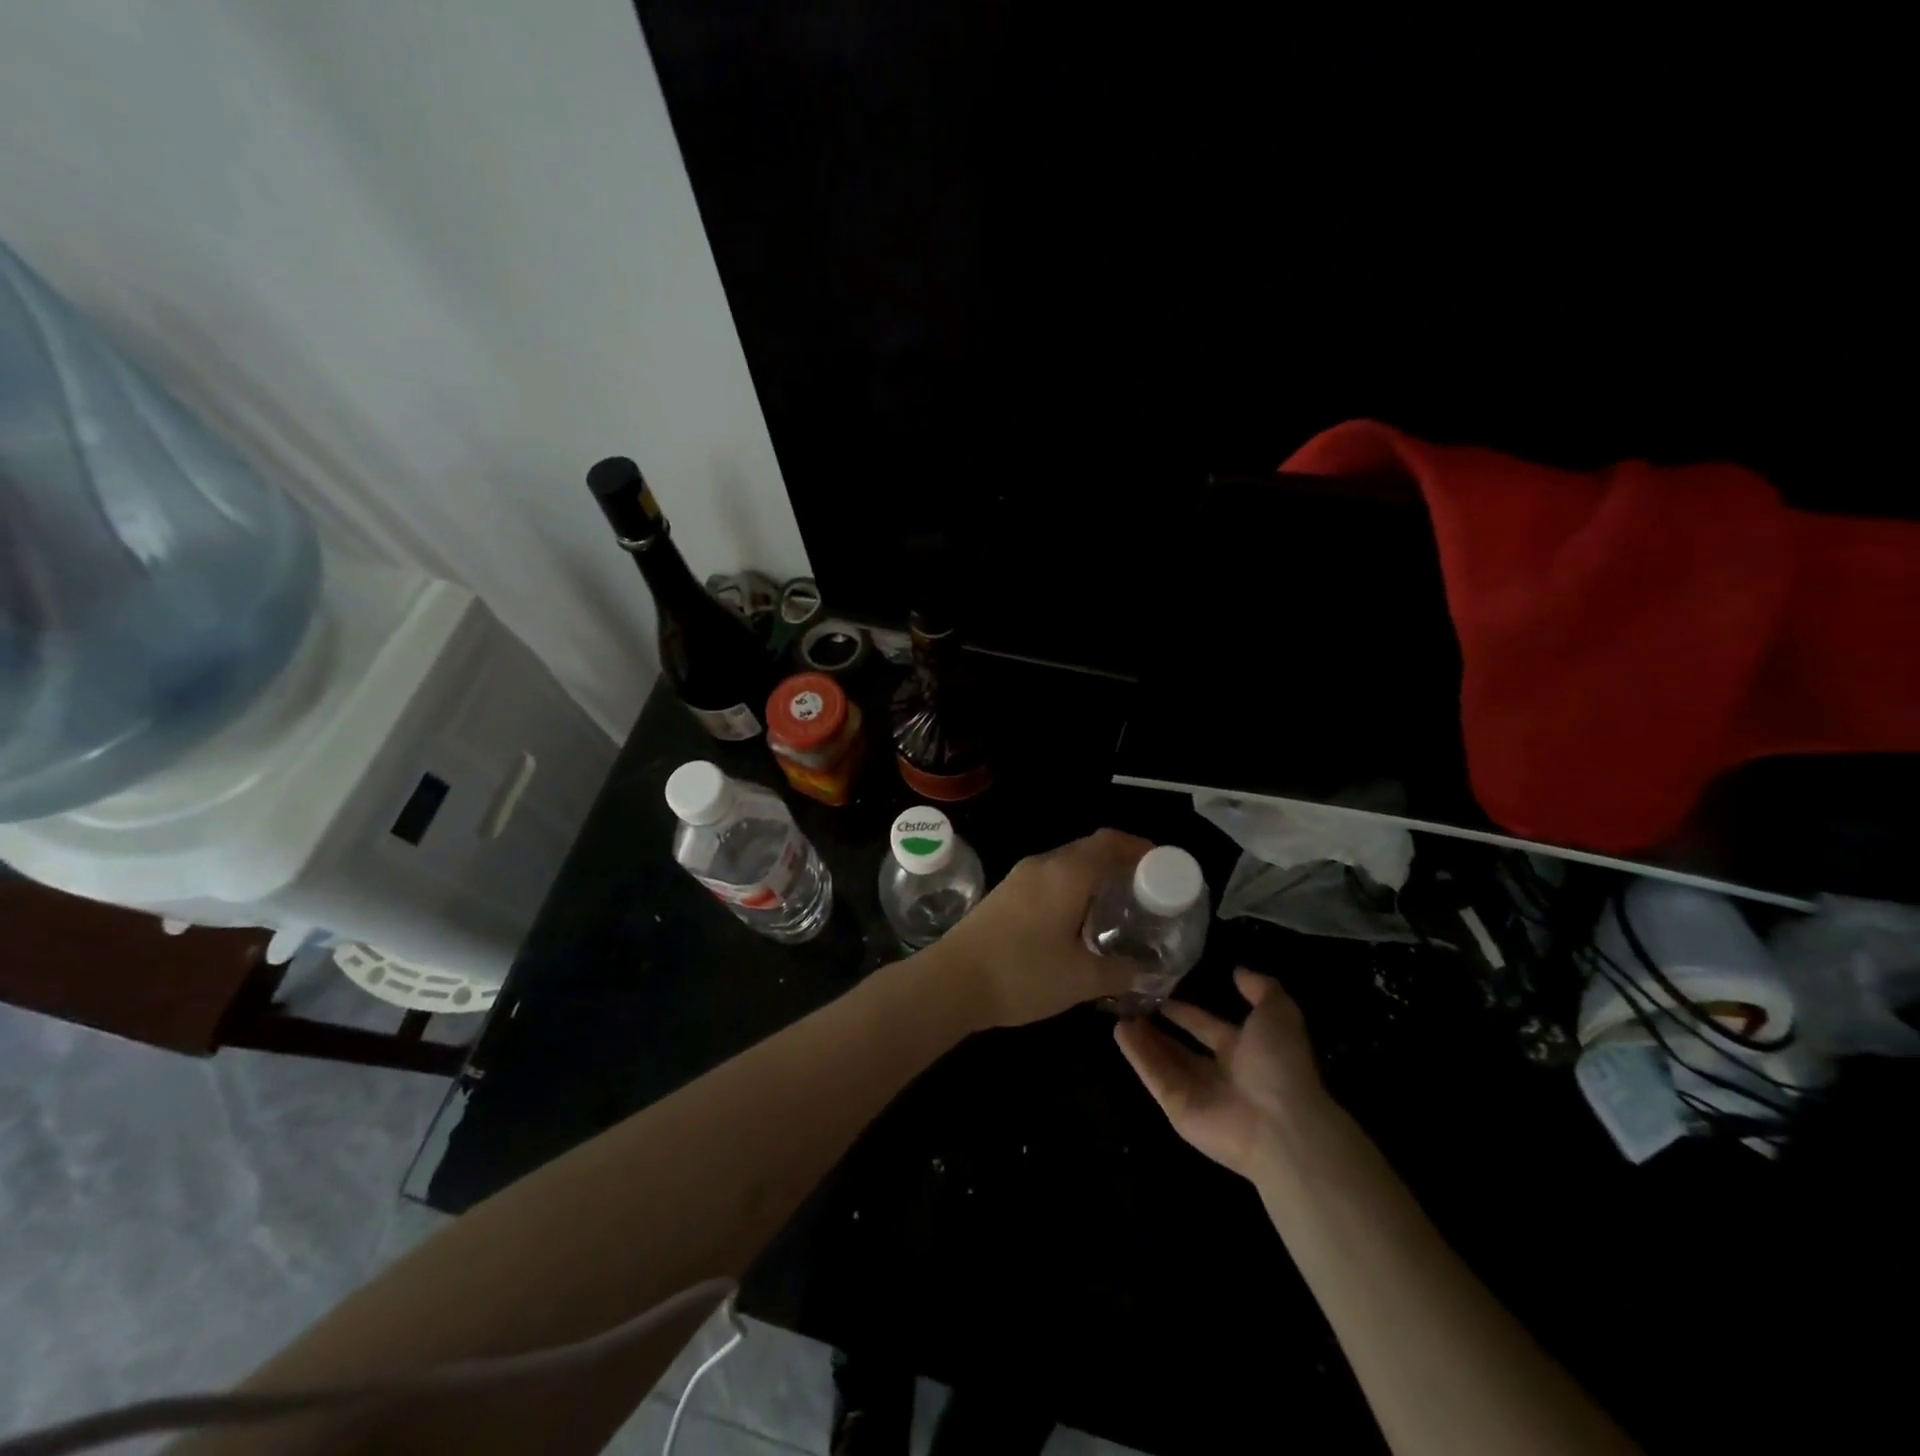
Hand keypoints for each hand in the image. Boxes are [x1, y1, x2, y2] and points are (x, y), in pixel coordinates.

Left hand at [923, 828, 1149, 1029]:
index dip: (1141, 848)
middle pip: (1090, 849)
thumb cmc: (1022, 973)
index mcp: (1067, 873)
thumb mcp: (1081, 979)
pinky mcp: (1005, 894)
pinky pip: (1050, 879)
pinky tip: (1079, 921)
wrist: (951, 981)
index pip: (1111, 842)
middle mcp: (1043, 865)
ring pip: (1068, 864)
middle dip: (1121, 863)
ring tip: (1118, 907)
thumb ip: (1119, 972)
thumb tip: (1143, 972)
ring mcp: (1020, 878)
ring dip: (1095, 877)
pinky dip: (1073, 888)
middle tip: (1147, 892)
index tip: (1165, 867)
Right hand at [1115, 969, 1334, 1177]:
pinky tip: (1118, 1031)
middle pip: (1181, 1046)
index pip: (1206, 1026)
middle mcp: (1219, 1072)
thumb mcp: (1279, 1013)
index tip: (1159, 990)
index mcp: (1245, 1051)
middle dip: (1158, 1026)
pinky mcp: (1177, 1107)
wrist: (1280, 1126)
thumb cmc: (1281, 1066)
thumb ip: (1261, 988)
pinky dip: (1136, 1055)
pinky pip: (1153, 1077)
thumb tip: (1238, 970)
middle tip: (1131, 1002)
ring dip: (1142, 1037)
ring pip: (1162, 1060)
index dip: (1185, 1011)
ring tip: (1118, 1012)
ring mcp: (1196, 1092)